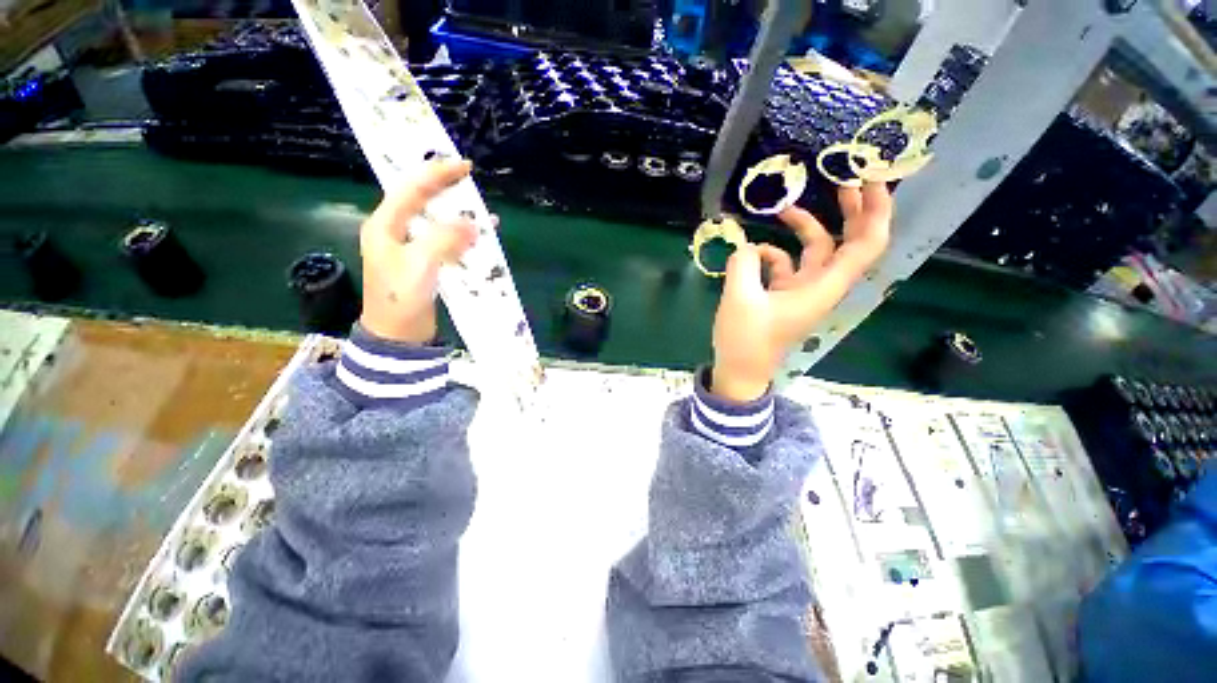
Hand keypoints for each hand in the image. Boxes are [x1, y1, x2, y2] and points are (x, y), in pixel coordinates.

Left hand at [359, 159, 479, 343]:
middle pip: (422, 202)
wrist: (397, 335)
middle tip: (471, 181)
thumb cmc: (400, 298)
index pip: (411, 190)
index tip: (463, 166)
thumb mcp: (419, 265)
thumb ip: (444, 239)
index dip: (437, 175)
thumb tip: (472, 224)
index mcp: (385, 226)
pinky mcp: (424, 264)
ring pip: (436, 222)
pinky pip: (445, 242)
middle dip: (447, 191)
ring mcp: (410, 249)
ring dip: (458, 216)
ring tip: (481, 213)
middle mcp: (396, 232)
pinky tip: (479, 239)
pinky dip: (462, 238)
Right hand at [711, 183, 893, 401]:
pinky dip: (771, 253)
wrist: (740, 370)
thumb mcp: (740, 299)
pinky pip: (786, 264)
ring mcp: (801, 289)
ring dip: (804, 227)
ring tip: (784, 209)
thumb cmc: (746, 340)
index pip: (866, 245)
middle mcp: (820, 286)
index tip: (871, 180)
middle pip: (850, 243)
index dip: (876, 211)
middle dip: (853, 211)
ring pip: (815, 249)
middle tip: (846, 180)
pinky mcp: (783, 294)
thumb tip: (746, 246)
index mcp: (822, 288)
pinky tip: (751, 253)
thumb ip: (743, 263)